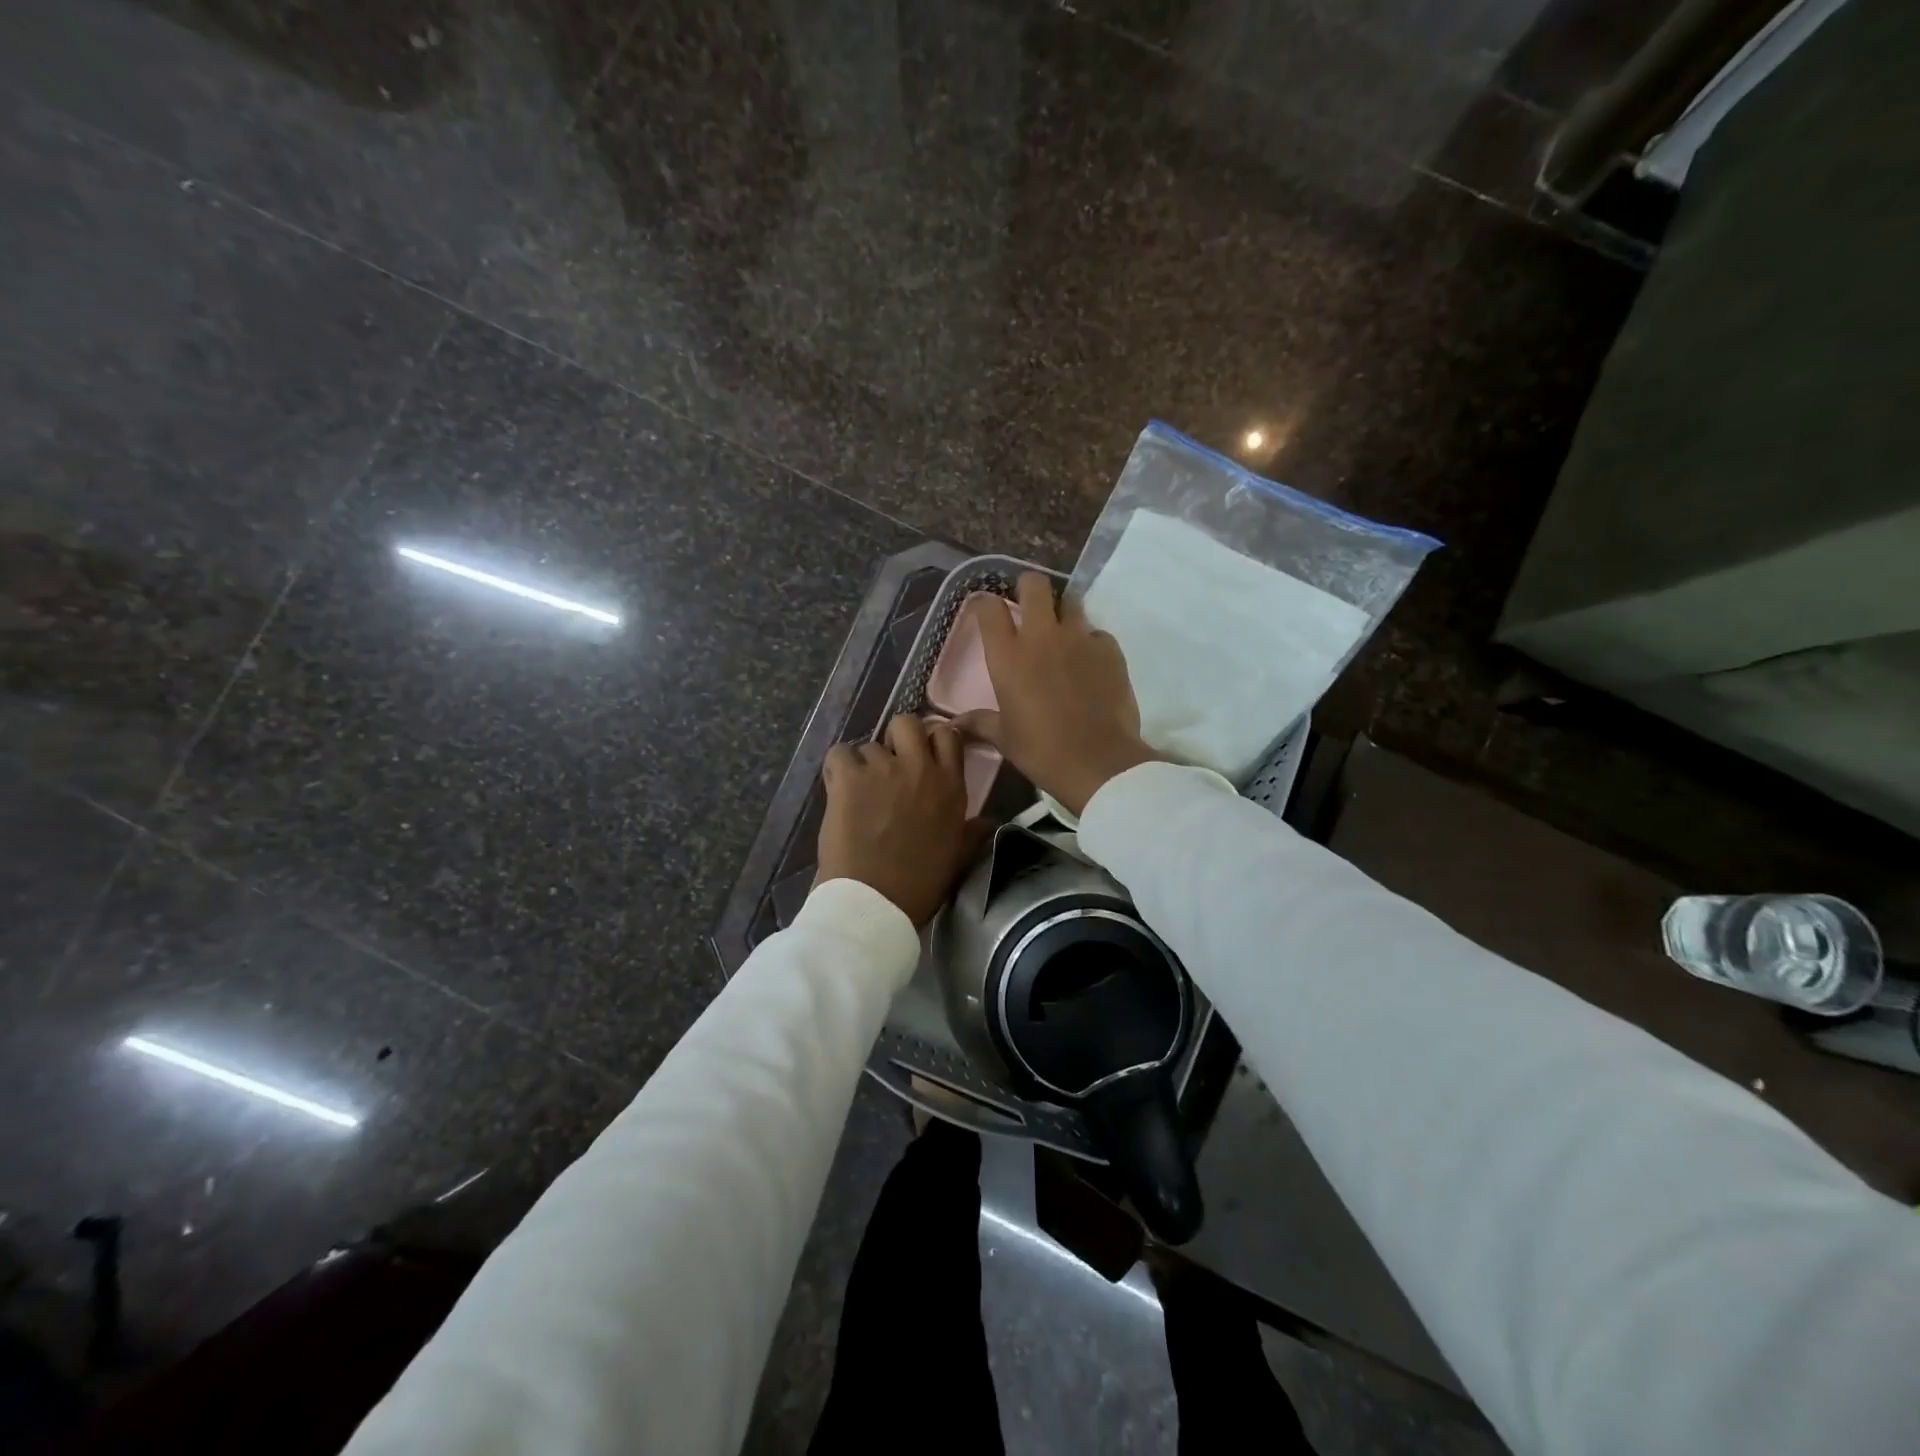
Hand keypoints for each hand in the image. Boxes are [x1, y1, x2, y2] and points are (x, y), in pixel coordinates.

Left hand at [815, 715, 987, 925]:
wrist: (875, 904)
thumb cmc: (920, 884)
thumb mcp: (959, 856)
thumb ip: (973, 832)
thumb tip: (988, 822)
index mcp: (951, 786)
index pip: (947, 735)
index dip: (931, 740)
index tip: (921, 756)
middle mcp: (920, 769)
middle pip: (907, 723)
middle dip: (896, 738)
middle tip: (888, 764)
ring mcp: (883, 770)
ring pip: (869, 745)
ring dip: (864, 765)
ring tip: (859, 793)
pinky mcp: (848, 779)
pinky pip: (839, 754)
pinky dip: (837, 769)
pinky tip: (838, 789)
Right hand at [957, 573, 1158, 815]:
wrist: (1098, 763)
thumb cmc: (1042, 750)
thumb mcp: (1005, 738)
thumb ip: (980, 722)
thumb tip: (954, 724)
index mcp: (1008, 656)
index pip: (990, 608)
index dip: (985, 603)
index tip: (986, 610)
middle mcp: (1042, 636)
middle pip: (1034, 584)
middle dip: (1029, 588)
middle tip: (1029, 606)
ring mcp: (1079, 638)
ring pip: (1070, 602)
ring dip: (1062, 613)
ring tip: (1062, 635)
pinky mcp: (1110, 649)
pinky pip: (1096, 633)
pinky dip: (1090, 642)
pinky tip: (1090, 664)